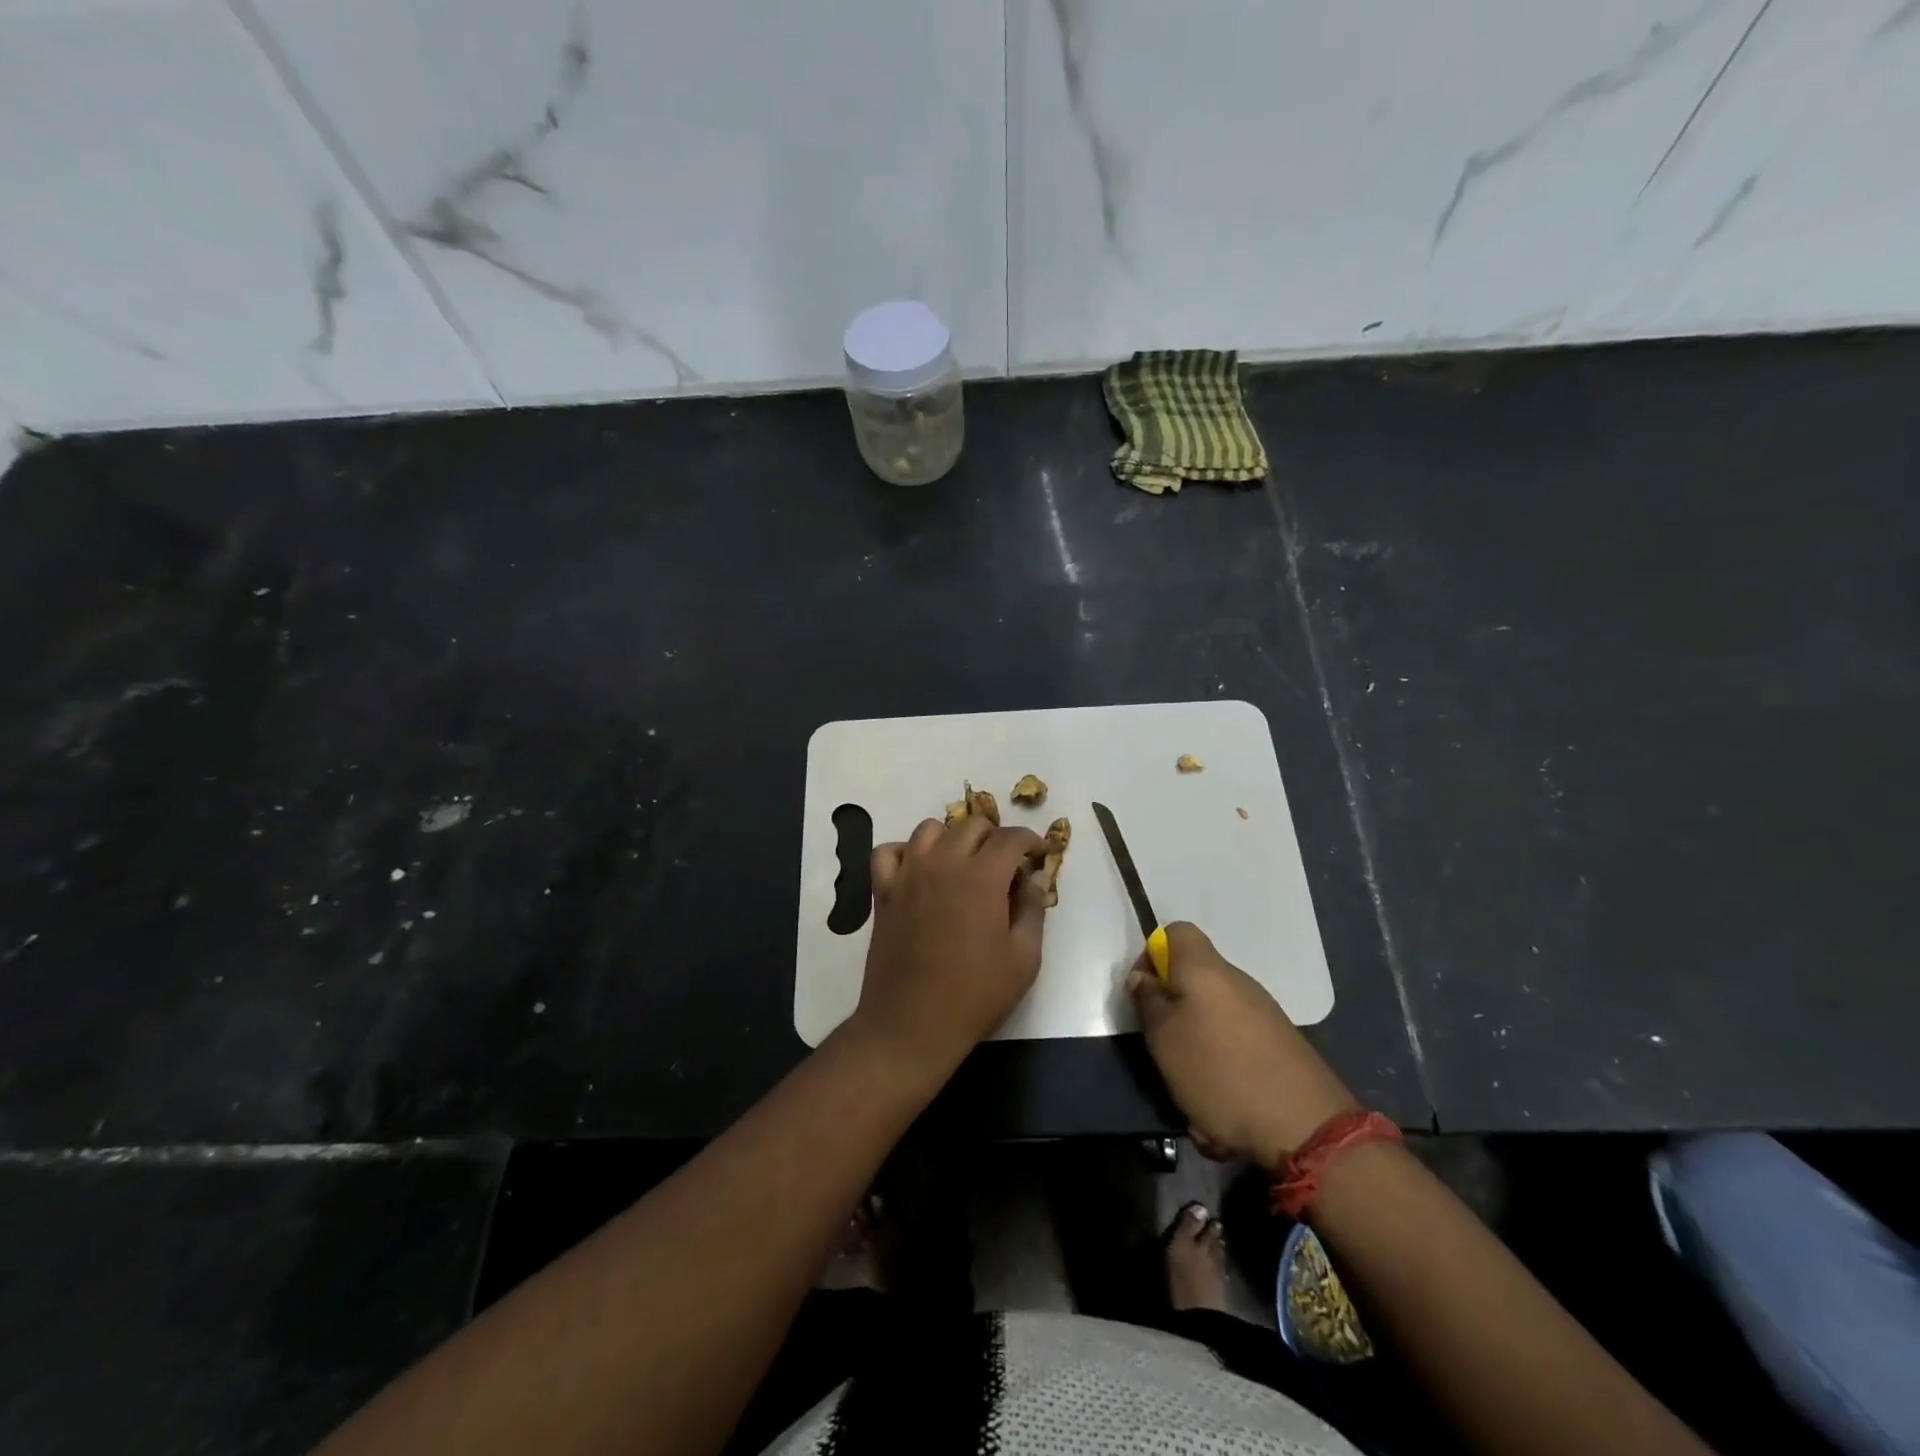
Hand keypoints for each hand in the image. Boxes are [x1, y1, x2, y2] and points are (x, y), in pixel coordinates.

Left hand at [853, 816, 1049, 1069]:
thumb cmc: (975, 995)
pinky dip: (906, 853)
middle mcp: (943, 864)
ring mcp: (908, 874)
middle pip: (972, 825)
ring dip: (952, 838)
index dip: (1031, 840)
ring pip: (930, 830)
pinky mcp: (883, 891)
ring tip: (963, 864)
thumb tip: (1035, 878)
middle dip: (995, 837)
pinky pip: (889, 852)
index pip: (1010, 838)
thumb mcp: (1024, 959)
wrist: (911, 1025)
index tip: (1039, 854)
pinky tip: (919, 871)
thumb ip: (1033, 910)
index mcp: (982, 878)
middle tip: (1005, 865)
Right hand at [1128, 922, 1356, 1169]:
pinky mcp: (1279, 1043)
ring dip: (1195, 1044)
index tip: (1144, 992)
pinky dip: (1222, 1066)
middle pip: (1194, 977)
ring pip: (1213, 1016)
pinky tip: (1220, 1105)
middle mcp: (1236, 980)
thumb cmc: (1218, 1071)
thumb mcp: (1164, 1039)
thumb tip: (1144, 978)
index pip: (1176, 932)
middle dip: (1172, 1008)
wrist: (1304, 1126)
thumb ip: (1148, 1001)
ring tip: (1190, 1087)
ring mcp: (1262, 1012)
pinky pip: (1236, 1044)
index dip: (1152, 955)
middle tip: (1162, 1044)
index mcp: (1205, 969)